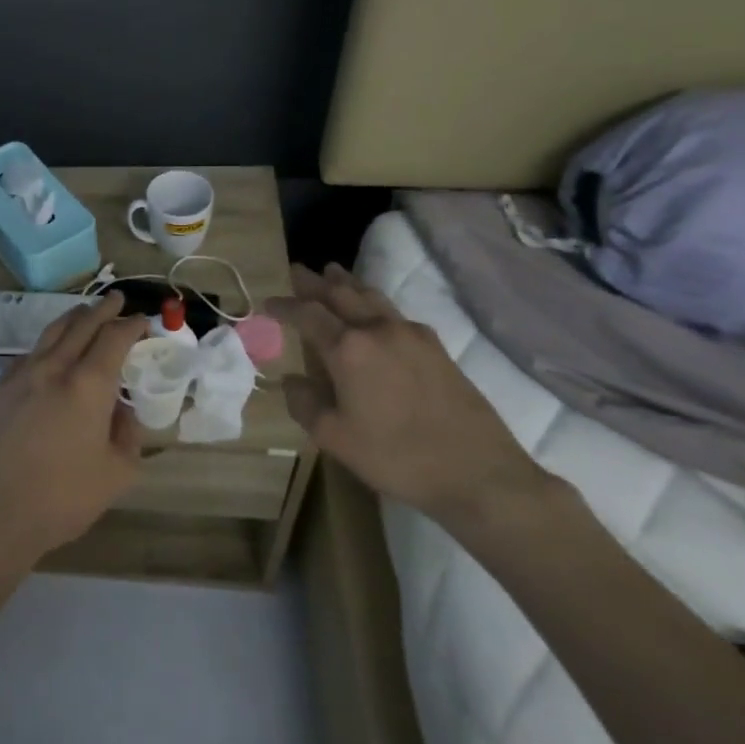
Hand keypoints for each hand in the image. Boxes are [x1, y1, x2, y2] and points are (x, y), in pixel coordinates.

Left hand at [0, 292, 148, 572]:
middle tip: (116, 298)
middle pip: (80, 324)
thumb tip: (122, 410)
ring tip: (84, 312)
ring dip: (72, 318)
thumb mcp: (116, 473)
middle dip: (102, 309)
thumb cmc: (61, 497)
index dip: (131, 325)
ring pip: (50, 333)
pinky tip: (49, 352)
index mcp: (87, 384)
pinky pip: (28, 354)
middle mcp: (53, 368)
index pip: (114, 338)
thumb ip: (127, 434)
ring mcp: (20, 375)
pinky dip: (46, 343)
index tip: (143, 320)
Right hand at [267, 262, 549, 524]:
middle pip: (341, 294)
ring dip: (348, 284)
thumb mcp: (334, 437)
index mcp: (348, 348)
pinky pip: (395, 312)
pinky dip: (374, 302)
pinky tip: (375, 312)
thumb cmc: (396, 456)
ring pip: (372, 297)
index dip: (284, 306)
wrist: (478, 473)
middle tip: (298, 270)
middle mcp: (378, 330)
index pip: (308, 314)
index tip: (266, 303)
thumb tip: (292, 380)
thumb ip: (304, 403)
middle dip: (316, 282)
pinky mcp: (437, 348)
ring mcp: (412, 335)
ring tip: (334, 273)